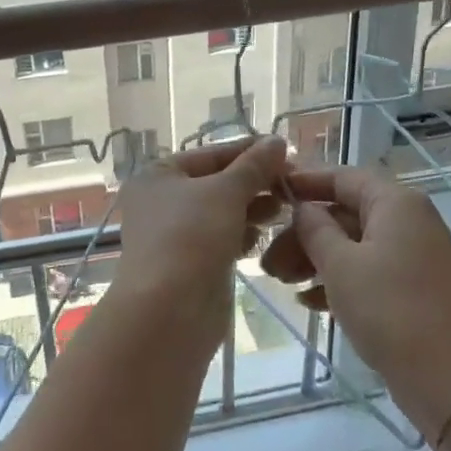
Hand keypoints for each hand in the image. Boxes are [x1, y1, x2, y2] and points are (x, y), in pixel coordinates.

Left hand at [114, 137, 287, 307]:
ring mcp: (174, 234)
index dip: (251, 152)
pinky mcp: (189, 263)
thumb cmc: (191, 237)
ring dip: (252, 209)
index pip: (212, 154)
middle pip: (217, 183)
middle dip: (254, 183)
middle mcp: (161, 200)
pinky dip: (241, 235)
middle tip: (292, 187)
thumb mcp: (226, 192)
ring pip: (221, 212)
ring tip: (283, 209)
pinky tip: (262, 237)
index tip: (289, 155)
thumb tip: (276, 141)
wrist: (168, 310)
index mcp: (159, 174)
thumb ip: (254, 166)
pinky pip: (220, 239)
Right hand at [261, 165, 450, 436]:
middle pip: (345, 213)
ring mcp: (415, 255)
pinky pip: (369, 270)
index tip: (269, 193)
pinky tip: (309, 302)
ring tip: (282, 283)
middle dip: (303, 234)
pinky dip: (339, 279)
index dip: (304, 182)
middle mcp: (409, 220)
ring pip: (354, 244)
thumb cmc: (390, 310)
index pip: (342, 176)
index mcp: (396, 203)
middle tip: (268, 261)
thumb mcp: (340, 265)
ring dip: (315, 259)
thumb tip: (302, 209)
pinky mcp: (414, 287)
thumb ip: (315, 229)